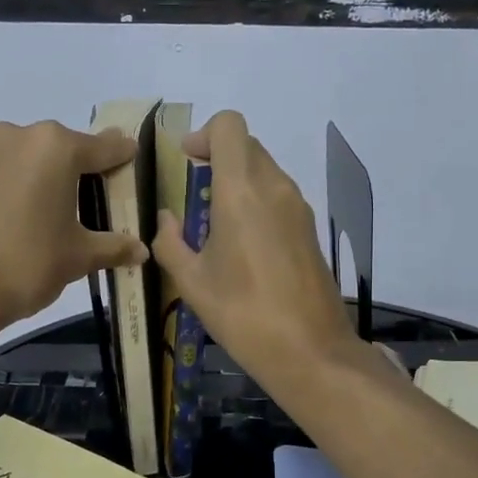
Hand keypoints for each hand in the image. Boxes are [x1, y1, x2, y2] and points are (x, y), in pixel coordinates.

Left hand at [0, 120, 147, 332]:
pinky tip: (16, 218)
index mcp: (55, 147)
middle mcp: (18, 137)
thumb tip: (141, 251)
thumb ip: (113, 247)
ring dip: (42, 177)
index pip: (103, 148)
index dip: (122, 156)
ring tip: (52, 211)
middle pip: (62, 148)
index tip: (133, 157)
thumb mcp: (78, 257)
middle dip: (80, 168)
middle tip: (94, 195)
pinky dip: (13, 187)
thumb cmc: (28, 263)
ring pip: (26, 158)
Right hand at [151, 112, 358, 391]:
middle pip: (247, 146)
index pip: (230, 126)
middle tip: (194, 192)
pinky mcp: (310, 229)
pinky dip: (256, 201)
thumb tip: (166, 219)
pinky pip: (278, 196)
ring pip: (265, 170)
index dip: (204, 134)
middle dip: (217, 157)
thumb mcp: (191, 282)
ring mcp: (298, 207)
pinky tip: (243, 245)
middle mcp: (274, 188)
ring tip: (215, 225)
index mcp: (241, 191)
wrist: (310, 351)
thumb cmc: (243, 314)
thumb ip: (170, 242)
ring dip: (238, 181)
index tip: (187, 161)